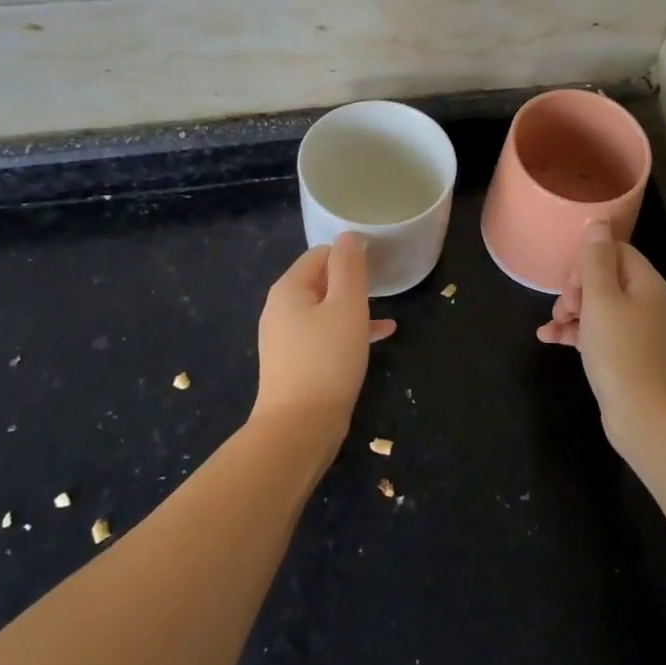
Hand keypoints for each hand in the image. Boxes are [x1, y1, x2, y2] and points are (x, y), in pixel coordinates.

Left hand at [254, 233, 395, 438]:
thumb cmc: (327, 359)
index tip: (378, 265)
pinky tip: (378, 337)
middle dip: (351, 282)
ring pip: (324, 310)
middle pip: (320, 281)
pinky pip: (323, 335)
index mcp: (289, 288)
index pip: (320, 254)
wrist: (299, 428)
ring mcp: (284, 338)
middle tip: (383, 288)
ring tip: (385, 313)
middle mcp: (280, 309)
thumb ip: (349, 267)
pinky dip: (347, 332)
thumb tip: (348, 236)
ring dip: (353, 308)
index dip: (349, 255)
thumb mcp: (347, 306)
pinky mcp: (293, 363)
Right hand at [538, 221, 665, 444]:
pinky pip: (599, 332)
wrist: (647, 418)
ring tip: (552, 326)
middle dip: (576, 288)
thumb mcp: (601, 300)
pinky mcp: (628, 355)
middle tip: (564, 307)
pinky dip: (576, 332)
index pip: (614, 251)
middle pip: (605, 277)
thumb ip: (595, 260)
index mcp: (646, 283)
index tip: (571, 283)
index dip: (587, 261)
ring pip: (598, 306)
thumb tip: (597, 221)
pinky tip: (550, 339)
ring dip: (571, 311)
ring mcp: (639, 330)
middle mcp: (647, 302)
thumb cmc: (621, 351)